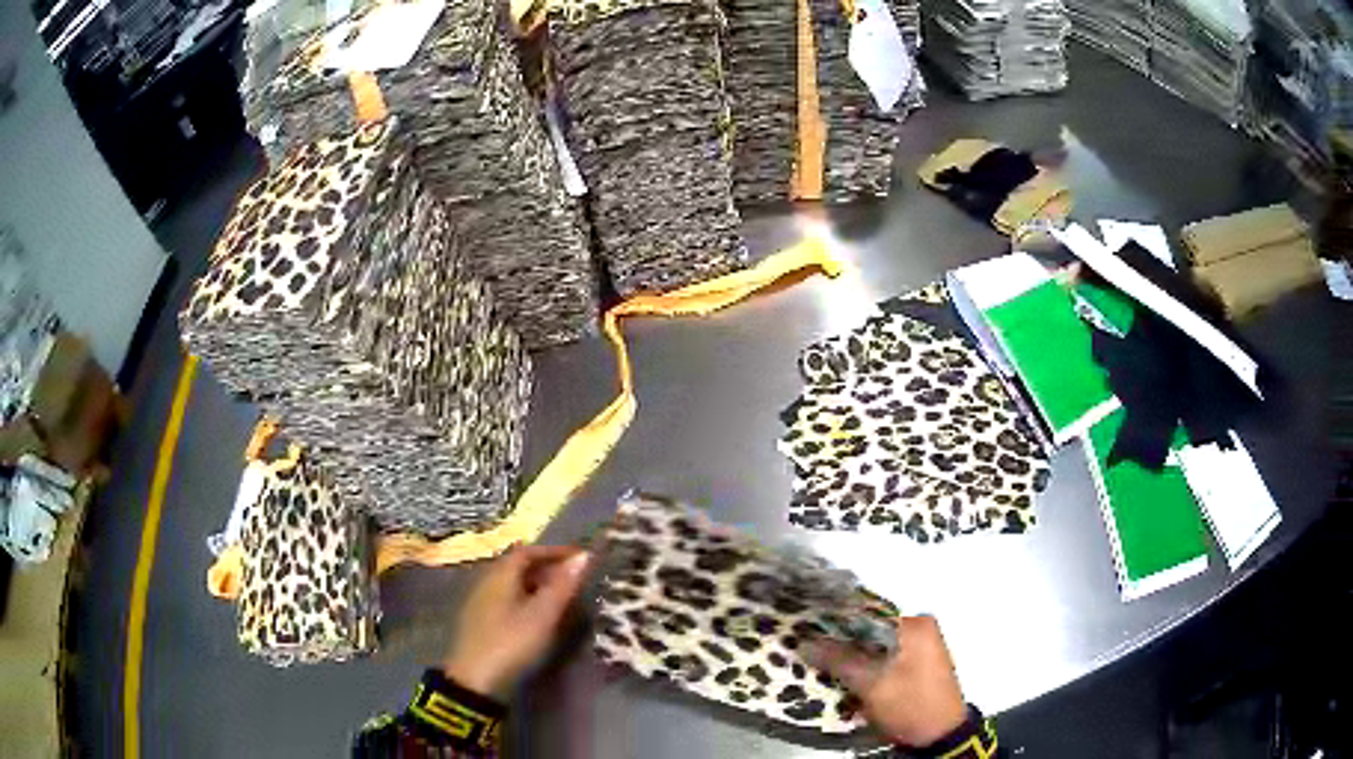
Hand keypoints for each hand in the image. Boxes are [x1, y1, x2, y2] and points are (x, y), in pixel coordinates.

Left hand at [442, 545, 590, 696]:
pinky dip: (527, 600)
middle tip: (573, 579)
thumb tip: (584, 556)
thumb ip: (563, 586)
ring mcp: (481, 603)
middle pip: (518, 567)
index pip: (527, 551)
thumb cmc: (512, 642)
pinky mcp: (481, 623)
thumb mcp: (543, 615)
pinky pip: (507, 600)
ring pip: (512, 585)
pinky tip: (538, 617)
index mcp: (500, 575)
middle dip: (547, 568)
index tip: (578, 559)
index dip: (554, 551)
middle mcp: (487, 582)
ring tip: (561, 598)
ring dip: (537, 585)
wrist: (476, 680)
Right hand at [806, 615, 966, 747]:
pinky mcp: (916, 668)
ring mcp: (920, 650)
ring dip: (851, 662)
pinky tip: (847, 685)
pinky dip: (865, 672)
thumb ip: (839, 660)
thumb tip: (804, 642)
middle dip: (841, 647)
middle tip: (811, 657)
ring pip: (874, 650)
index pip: (866, 615)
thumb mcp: (871, 685)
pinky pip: (883, 662)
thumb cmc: (910, 705)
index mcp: (915, 625)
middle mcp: (920, 630)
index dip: (834, 625)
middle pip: (869, 633)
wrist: (940, 737)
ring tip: (823, 673)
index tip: (805, 635)